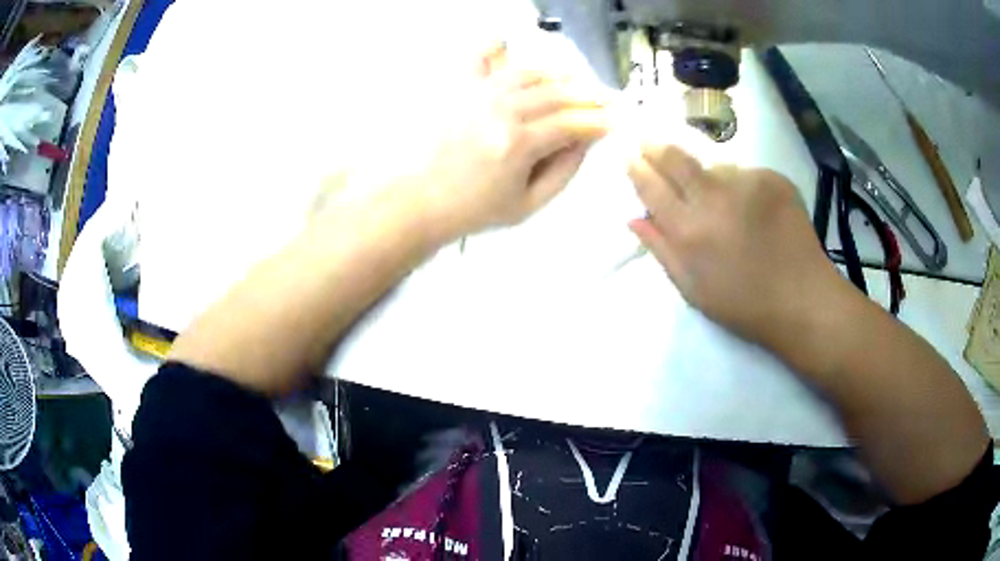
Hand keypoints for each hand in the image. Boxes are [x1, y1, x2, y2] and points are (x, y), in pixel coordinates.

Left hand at [325, 44, 611, 242]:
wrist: (422, 200)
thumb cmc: (477, 208)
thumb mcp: (529, 204)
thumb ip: (564, 170)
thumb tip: (587, 139)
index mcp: (520, 144)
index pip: (573, 123)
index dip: (600, 121)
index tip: (617, 120)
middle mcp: (502, 110)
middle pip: (557, 93)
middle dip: (588, 95)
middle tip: (607, 99)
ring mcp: (478, 95)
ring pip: (529, 72)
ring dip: (557, 74)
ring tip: (573, 82)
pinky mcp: (459, 89)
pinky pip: (478, 57)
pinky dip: (495, 46)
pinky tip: (506, 43)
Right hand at [627, 144, 849, 347]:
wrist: (802, 299)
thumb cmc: (744, 304)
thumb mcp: (693, 290)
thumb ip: (662, 250)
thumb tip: (635, 218)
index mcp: (690, 231)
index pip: (652, 187)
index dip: (637, 169)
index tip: (630, 158)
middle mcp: (714, 198)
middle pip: (676, 158)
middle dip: (657, 148)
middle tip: (649, 143)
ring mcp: (746, 183)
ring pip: (714, 166)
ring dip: (708, 175)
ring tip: (723, 200)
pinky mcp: (772, 178)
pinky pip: (746, 173)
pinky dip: (742, 186)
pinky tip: (754, 210)